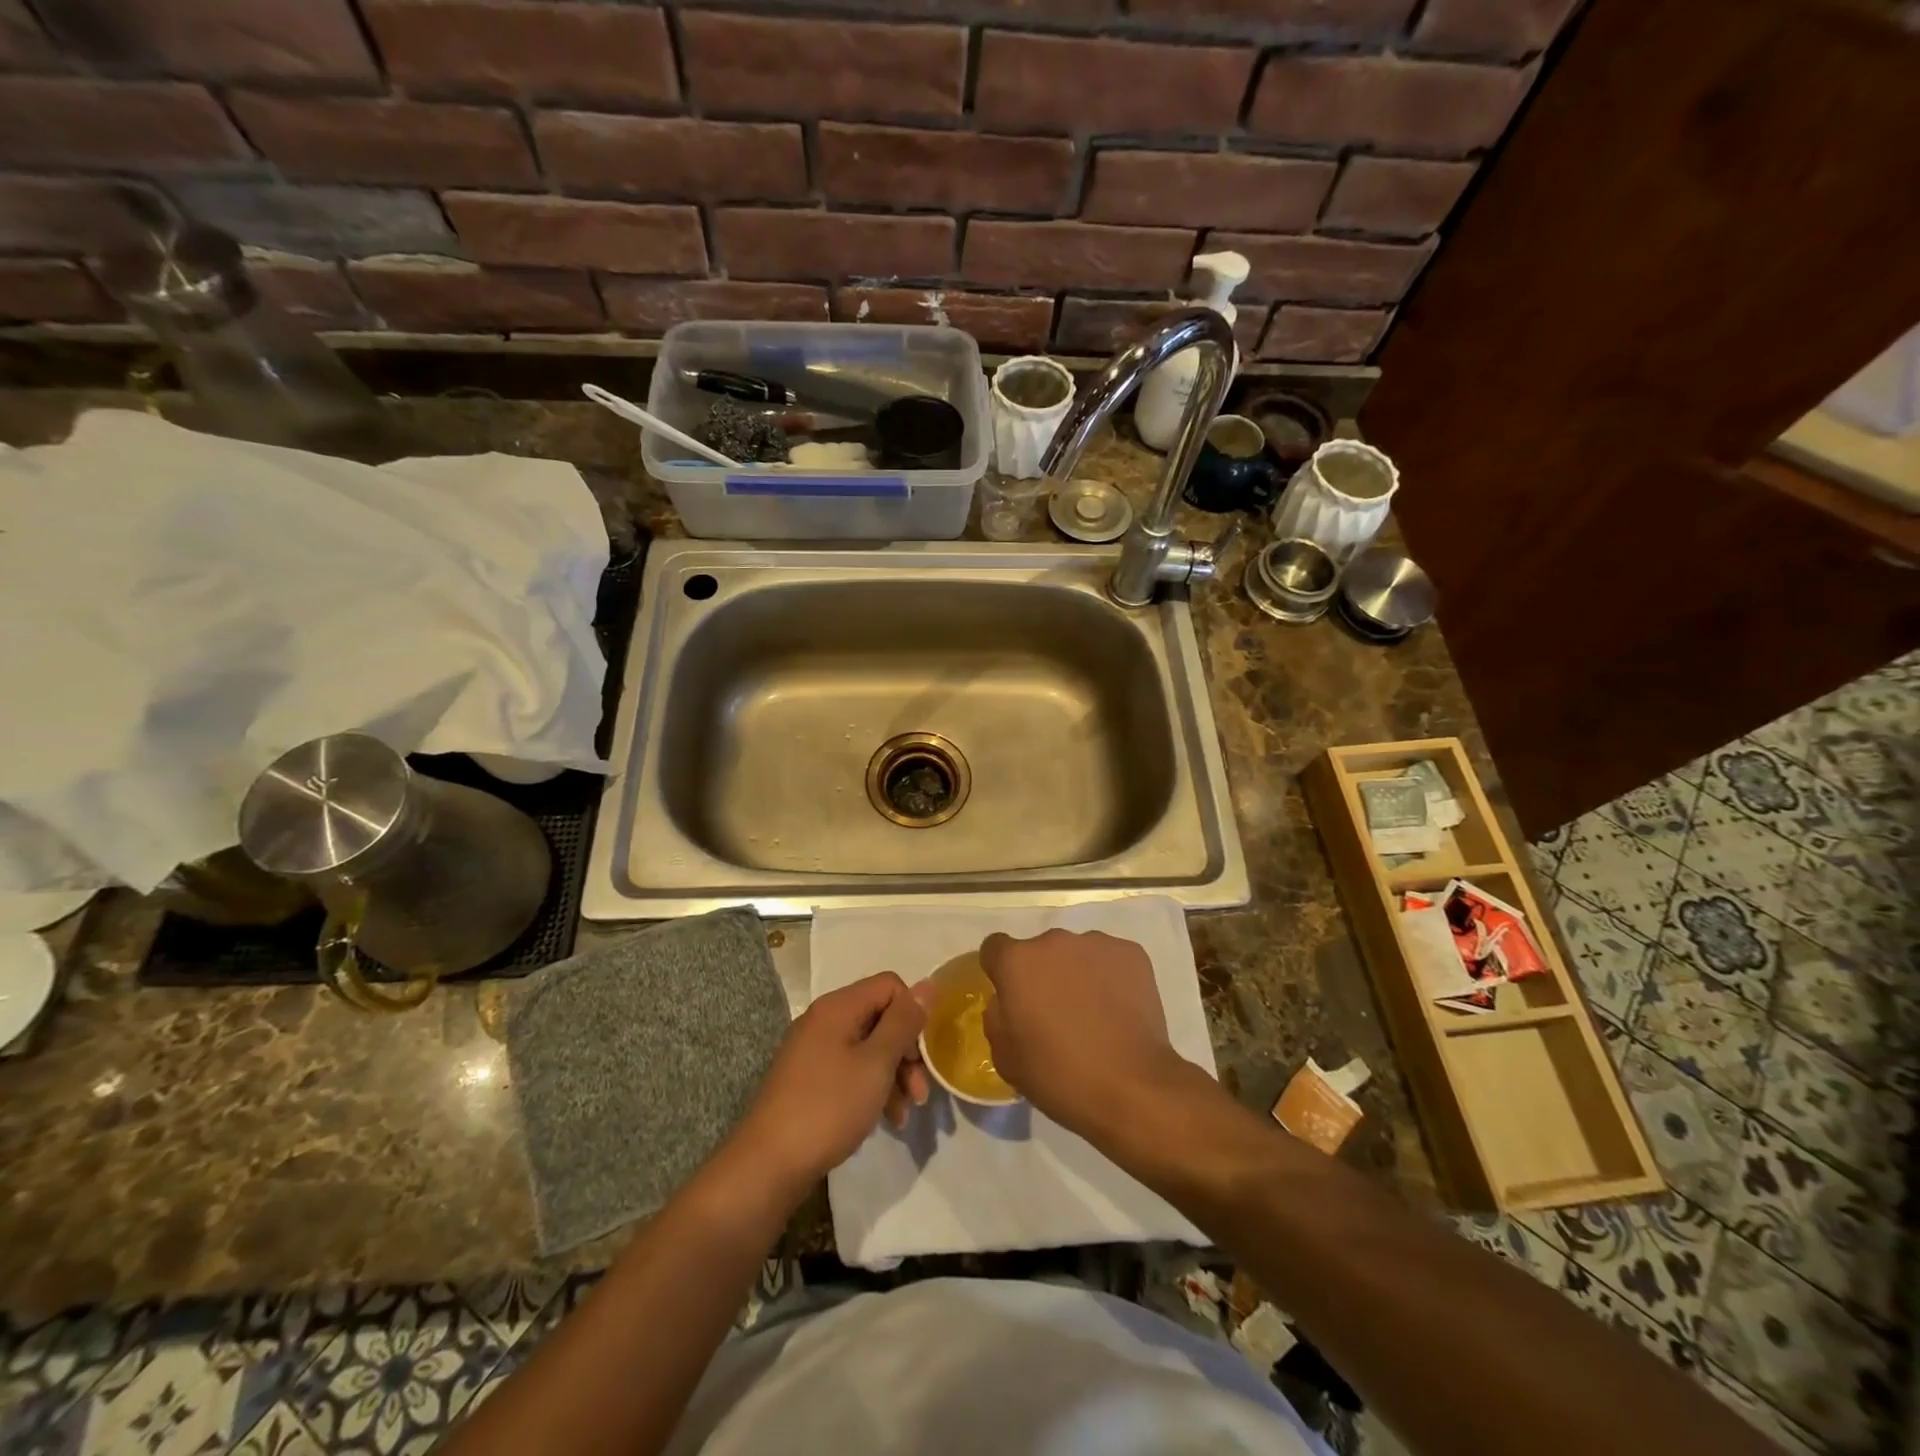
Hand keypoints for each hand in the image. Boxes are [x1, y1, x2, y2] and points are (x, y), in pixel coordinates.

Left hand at [736, 973, 929, 1190]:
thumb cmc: (828, 1107)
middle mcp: (823, 1019)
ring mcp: (813, 1050)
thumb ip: (903, 1023)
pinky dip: (871, 1087)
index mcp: (838, 1006)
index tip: (921, 1055)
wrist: (768, 1164)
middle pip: (880, 1017)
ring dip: (892, 1075)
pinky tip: (883, 1119)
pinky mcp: (808, 1078)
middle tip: (920, 1092)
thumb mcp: (875, 1063)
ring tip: (904, 1114)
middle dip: (906, 1052)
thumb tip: (928, 984)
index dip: (912, 1015)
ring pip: (868, 1047)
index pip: (890, 986)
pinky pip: (850, 1069)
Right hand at [979, 929, 1187, 1136]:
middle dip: (1042, 974)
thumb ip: (997, 1016)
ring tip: (1092, 1014)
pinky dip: (1109, 978)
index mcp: (1017, 961)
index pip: (995, 948)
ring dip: (1076, 974)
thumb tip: (1006, 1000)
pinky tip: (1118, 1011)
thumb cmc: (1059, 1075)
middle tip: (1055, 1013)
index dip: (1000, 971)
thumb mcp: (1005, 1056)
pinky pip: (1110, 960)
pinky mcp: (1131, 953)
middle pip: (1039, 951)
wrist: (1132, 1087)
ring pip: (1076, 954)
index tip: (1011, 997)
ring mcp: (1096, 943)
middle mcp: (1054, 941)